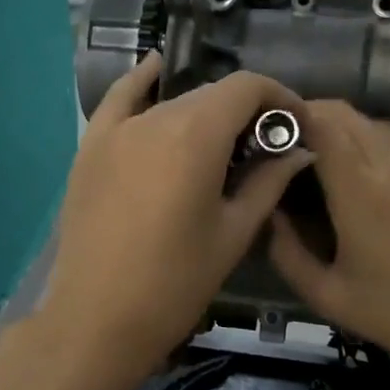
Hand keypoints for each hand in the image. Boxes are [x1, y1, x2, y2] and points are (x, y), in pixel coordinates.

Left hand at [32, 54, 309, 389]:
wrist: (96, 319)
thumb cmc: (175, 283)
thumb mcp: (233, 233)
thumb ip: (268, 182)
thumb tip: (299, 150)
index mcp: (195, 135)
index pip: (247, 87)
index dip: (279, 97)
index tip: (296, 124)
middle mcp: (154, 118)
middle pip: (211, 93)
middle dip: (246, 110)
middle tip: (264, 146)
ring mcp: (116, 129)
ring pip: (173, 101)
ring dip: (204, 112)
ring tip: (221, 143)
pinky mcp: (90, 146)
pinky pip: (120, 99)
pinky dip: (143, 83)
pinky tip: (156, 70)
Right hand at [268, 100, 389, 373]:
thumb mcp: (325, 294)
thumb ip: (286, 251)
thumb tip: (269, 212)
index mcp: (360, 190)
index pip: (322, 124)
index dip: (291, 117)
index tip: (265, 131)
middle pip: (344, 114)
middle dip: (309, 116)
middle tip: (282, 141)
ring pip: (370, 120)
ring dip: (338, 125)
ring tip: (313, 150)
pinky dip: (364, 136)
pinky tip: (352, 164)